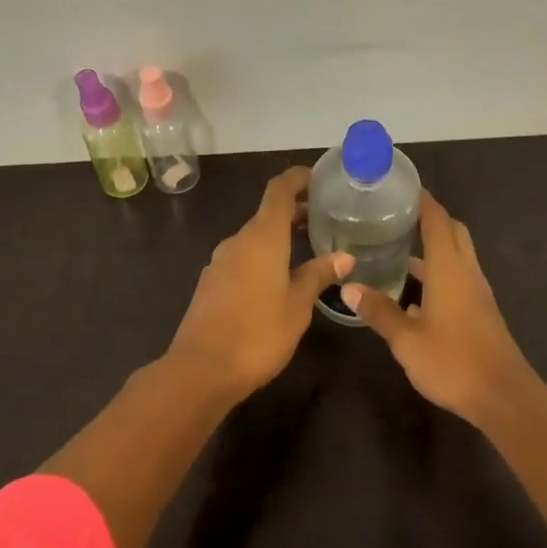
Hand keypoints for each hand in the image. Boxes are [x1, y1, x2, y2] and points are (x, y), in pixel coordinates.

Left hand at [167, 167, 351, 399]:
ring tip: (308, 248)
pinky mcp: (211, 283)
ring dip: (279, 236)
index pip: (278, 190)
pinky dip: (263, 256)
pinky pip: (242, 258)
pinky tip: (279, 278)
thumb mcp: (297, 305)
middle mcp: (237, 241)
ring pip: (254, 237)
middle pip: (267, 213)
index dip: (298, 178)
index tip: (319, 177)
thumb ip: (318, 275)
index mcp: (261, 237)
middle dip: (295, 211)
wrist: (200, 370)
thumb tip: (345, 257)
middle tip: (326, 218)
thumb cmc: (258, 333)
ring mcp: (220, 262)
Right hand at [343, 192, 538, 423]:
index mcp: (449, 268)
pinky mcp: (480, 310)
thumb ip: (379, 311)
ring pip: (457, 255)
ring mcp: (476, 292)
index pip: (437, 219)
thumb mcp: (406, 339)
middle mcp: (466, 271)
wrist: (503, 396)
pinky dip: (438, 271)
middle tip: (396, 216)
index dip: (421, 200)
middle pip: (452, 231)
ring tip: (398, 248)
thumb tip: (348, 287)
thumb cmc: (453, 361)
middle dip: (429, 218)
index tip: (399, 188)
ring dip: (434, 246)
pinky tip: (414, 293)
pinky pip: (458, 276)